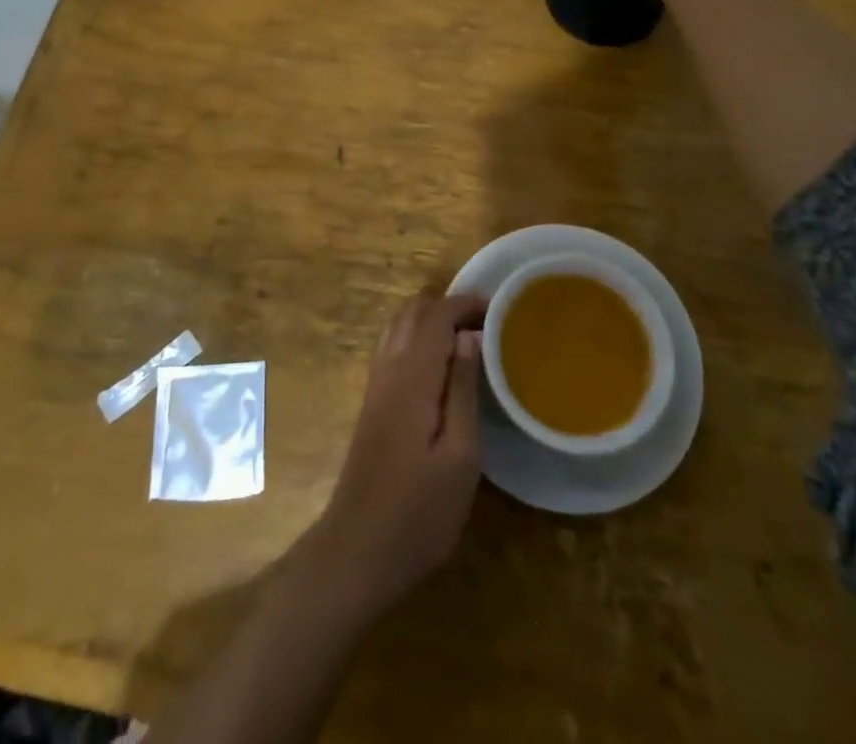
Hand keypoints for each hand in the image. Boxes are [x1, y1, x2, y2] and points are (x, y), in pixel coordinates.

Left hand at [312, 290, 485, 617]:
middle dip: (449, 305)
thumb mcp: (459, 457)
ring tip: (470, 337)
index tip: (500, 308)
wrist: (355, 553)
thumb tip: (469, 336)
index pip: (436, 315)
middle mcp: (388, 369)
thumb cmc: (418, 512)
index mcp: (411, 376)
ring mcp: (375, 385)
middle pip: (413, 311)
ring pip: (399, 326)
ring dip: (432, 319)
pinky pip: (394, 347)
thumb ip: (462, 389)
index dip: (466, 302)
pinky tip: (442, 364)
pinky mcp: (373, 404)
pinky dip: (418, 338)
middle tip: (487, 322)